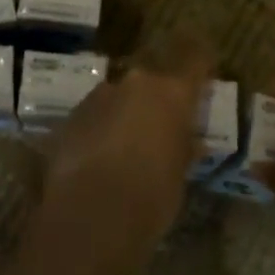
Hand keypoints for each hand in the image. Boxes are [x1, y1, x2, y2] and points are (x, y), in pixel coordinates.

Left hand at [43, 44, 210, 249]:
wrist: (91, 213)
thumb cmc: (151, 196)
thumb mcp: (179, 175)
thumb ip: (182, 148)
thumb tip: (189, 141)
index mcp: (172, 94)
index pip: (194, 61)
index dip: (200, 63)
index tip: (203, 67)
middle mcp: (136, 84)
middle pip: (151, 83)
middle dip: (155, 102)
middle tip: (159, 129)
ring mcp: (100, 96)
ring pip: (118, 98)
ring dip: (123, 114)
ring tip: (123, 150)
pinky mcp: (71, 115)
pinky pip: (94, 116)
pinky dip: (99, 130)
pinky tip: (97, 159)